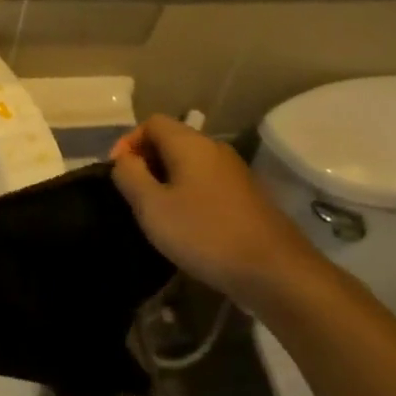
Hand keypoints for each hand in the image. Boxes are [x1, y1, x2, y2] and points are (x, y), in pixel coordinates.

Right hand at [110, 116, 319, 309]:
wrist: (277, 273)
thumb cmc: (206, 234)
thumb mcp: (152, 207)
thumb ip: (129, 176)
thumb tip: (125, 160)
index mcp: (190, 143)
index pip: (151, 122)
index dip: (129, 142)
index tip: (118, 174)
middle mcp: (215, 149)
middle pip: (172, 140)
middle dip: (147, 162)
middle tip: (134, 195)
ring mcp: (235, 173)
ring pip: (190, 164)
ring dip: (168, 181)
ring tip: (157, 213)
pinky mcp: (248, 197)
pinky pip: (207, 183)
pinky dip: (190, 194)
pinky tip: (188, 226)